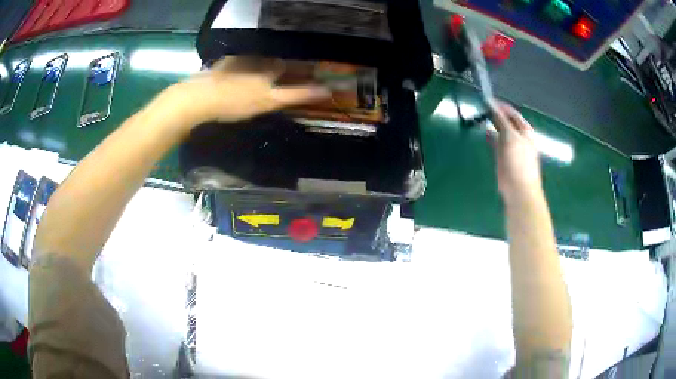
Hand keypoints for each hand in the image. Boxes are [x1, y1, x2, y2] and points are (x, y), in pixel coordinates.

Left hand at [160, 56, 329, 129]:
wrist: (197, 99)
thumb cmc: (235, 101)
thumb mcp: (268, 101)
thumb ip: (296, 94)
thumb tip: (327, 90)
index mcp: (267, 68)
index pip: (286, 66)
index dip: (294, 70)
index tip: (299, 75)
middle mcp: (253, 61)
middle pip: (269, 62)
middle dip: (275, 67)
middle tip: (276, 78)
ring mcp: (234, 63)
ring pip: (252, 62)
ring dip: (257, 66)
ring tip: (256, 79)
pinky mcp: (218, 68)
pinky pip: (233, 65)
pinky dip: (237, 69)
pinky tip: (233, 78)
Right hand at [488, 101, 542, 204]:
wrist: (519, 189)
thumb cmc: (518, 161)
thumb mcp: (510, 136)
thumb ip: (500, 119)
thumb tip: (490, 103)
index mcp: (525, 130)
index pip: (512, 113)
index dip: (500, 105)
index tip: (486, 100)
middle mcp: (519, 137)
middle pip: (507, 121)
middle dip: (496, 114)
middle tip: (482, 108)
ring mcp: (512, 148)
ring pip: (501, 132)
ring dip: (493, 125)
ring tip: (481, 118)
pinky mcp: (504, 157)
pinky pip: (497, 143)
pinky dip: (491, 137)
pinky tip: (485, 134)